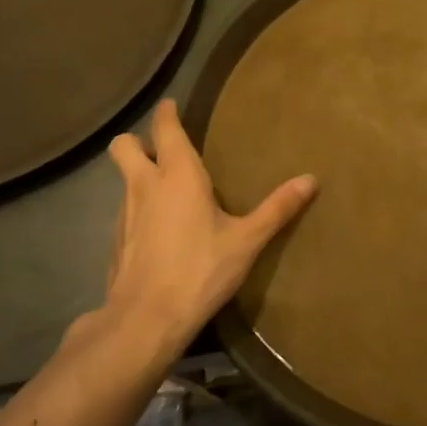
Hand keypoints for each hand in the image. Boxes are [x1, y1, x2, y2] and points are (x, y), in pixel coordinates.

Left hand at [101, 99, 316, 353]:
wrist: (145, 320)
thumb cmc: (200, 270)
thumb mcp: (247, 240)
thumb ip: (277, 208)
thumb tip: (311, 179)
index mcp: (177, 175)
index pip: (165, 129)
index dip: (166, 113)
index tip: (172, 105)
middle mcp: (145, 185)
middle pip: (124, 146)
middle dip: (138, 140)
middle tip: (163, 150)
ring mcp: (124, 213)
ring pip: (123, 179)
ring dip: (139, 175)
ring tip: (167, 191)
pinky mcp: (116, 241)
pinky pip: (125, 210)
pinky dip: (138, 208)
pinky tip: (159, 230)